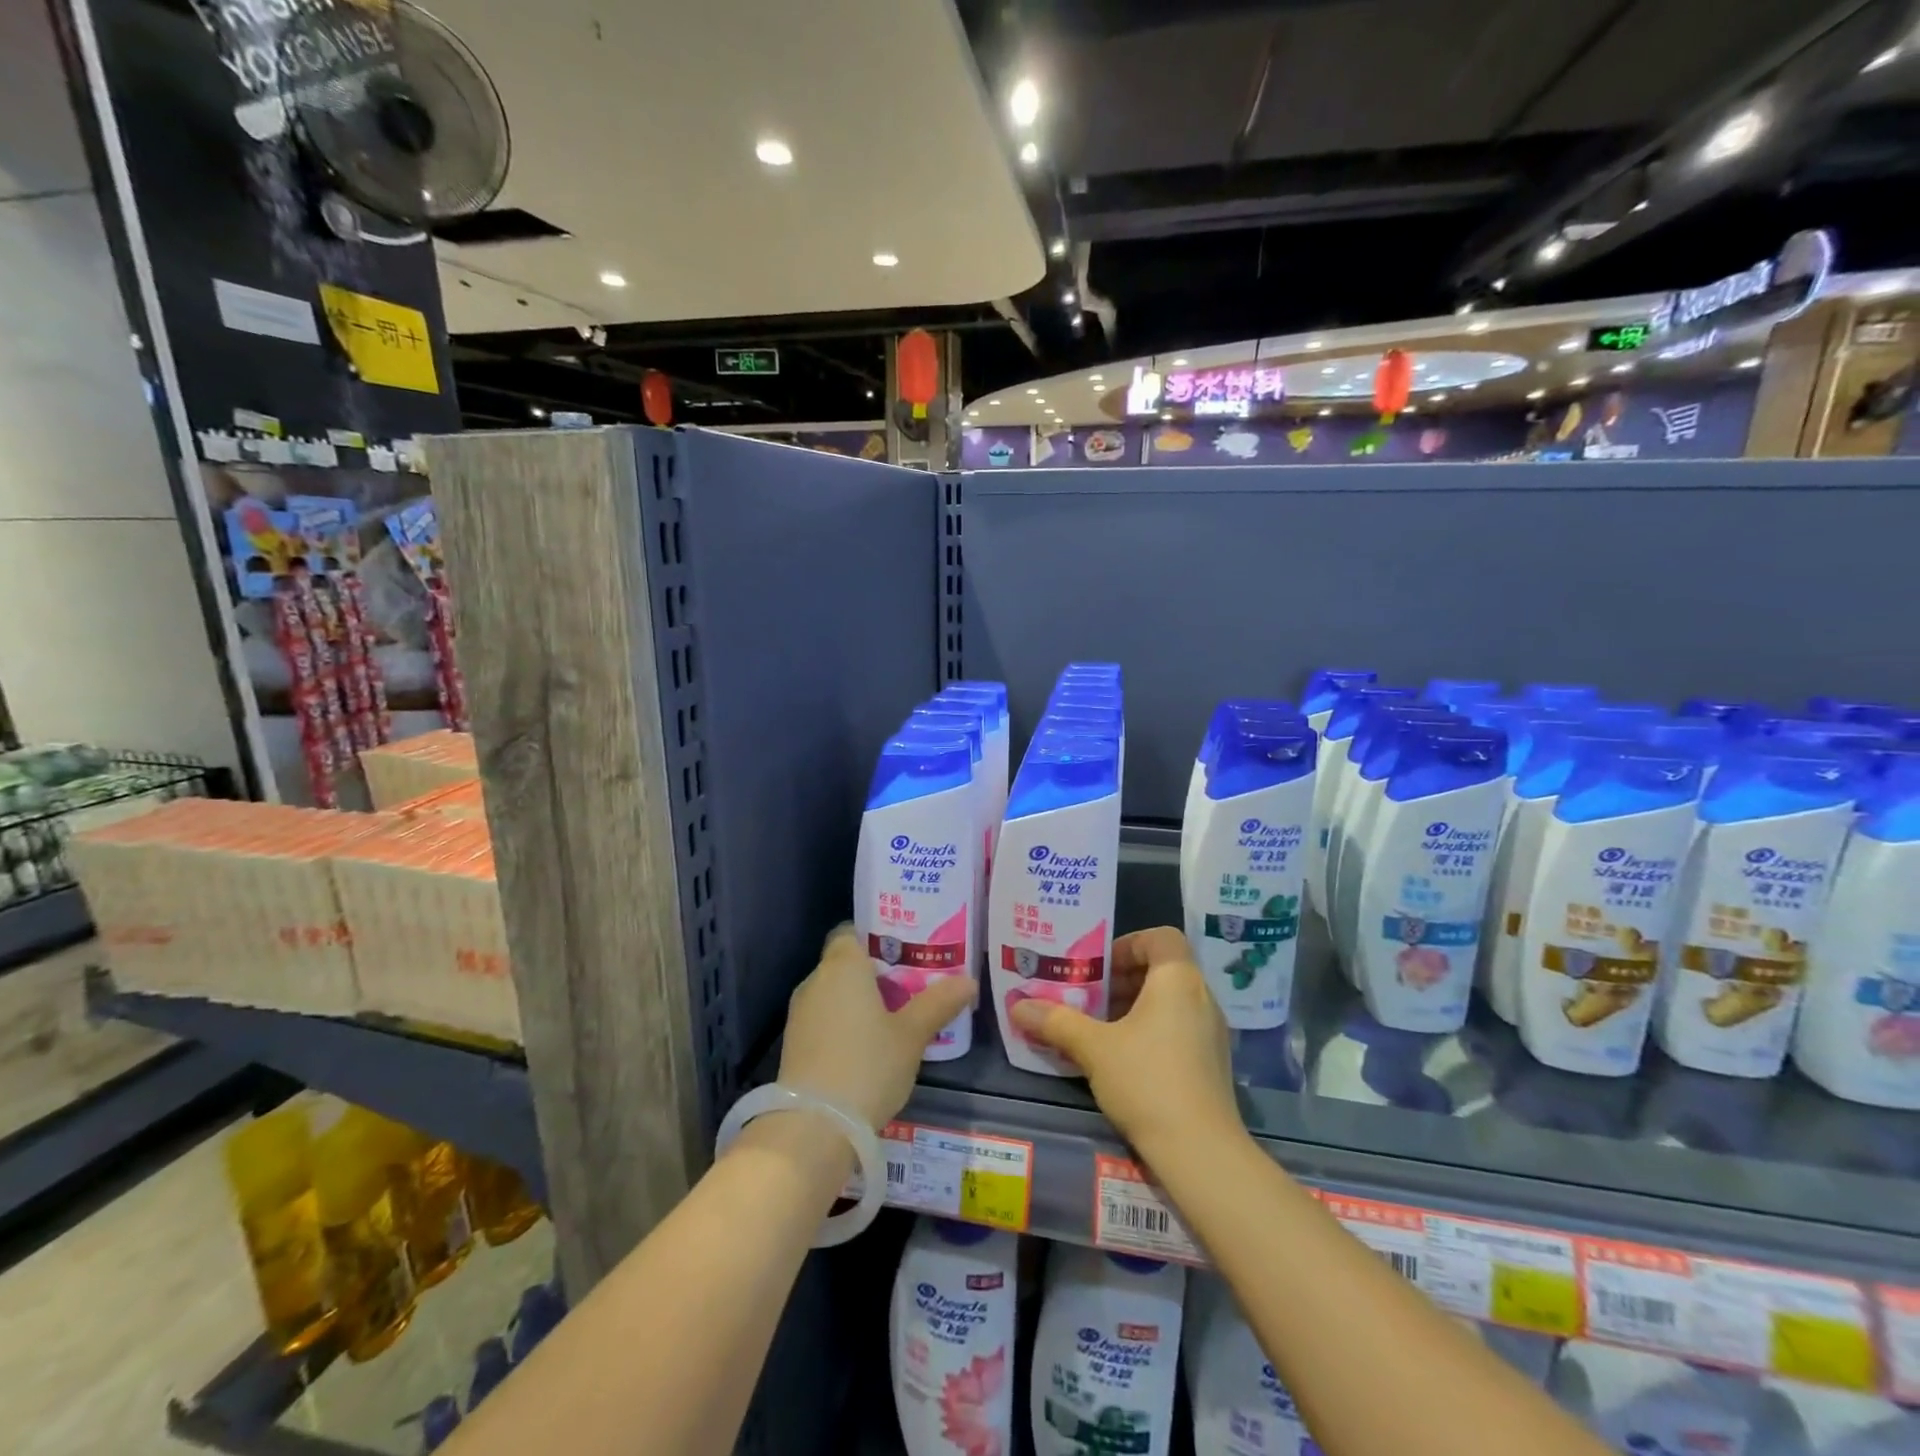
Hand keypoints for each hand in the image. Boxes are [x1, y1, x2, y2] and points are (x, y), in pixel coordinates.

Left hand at [777, 925, 976, 1130]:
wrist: (813, 1126)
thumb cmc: (867, 1065)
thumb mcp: (912, 1035)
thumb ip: (939, 1003)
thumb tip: (969, 980)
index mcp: (843, 966)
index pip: (852, 932)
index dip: (877, 938)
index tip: (905, 952)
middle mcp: (816, 981)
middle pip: (846, 964)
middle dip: (874, 973)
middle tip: (911, 986)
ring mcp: (800, 1014)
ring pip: (834, 994)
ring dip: (859, 1002)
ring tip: (894, 1018)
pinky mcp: (794, 1045)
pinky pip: (824, 1020)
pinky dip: (844, 1025)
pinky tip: (868, 1047)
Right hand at [1010, 927, 1240, 1158]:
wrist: (1201, 1152)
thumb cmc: (1147, 1080)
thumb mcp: (1093, 1048)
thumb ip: (1056, 1021)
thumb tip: (1017, 1005)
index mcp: (1178, 979)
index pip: (1160, 937)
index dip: (1127, 944)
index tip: (1098, 967)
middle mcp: (1202, 997)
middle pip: (1162, 968)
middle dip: (1123, 979)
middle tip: (1089, 997)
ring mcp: (1212, 1032)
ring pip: (1170, 1001)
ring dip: (1135, 1005)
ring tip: (1100, 1028)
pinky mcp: (1213, 1063)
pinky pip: (1180, 1027)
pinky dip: (1152, 1029)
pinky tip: (1124, 1058)